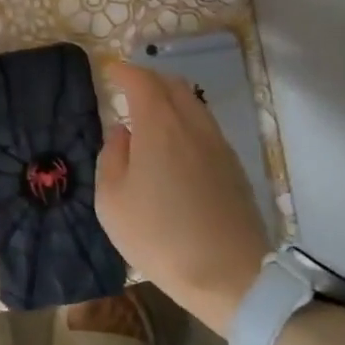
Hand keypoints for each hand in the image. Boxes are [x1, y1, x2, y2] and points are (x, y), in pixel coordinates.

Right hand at [95, 61, 270, 334]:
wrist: (228, 274)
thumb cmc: (158, 236)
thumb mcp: (112, 201)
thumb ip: (112, 157)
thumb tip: (121, 132)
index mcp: (160, 126)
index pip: (142, 82)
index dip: (125, 72)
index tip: (111, 70)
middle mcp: (193, 125)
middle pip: (173, 85)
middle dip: (149, 79)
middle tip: (128, 88)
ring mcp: (218, 144)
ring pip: (193, 104)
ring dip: (170, 99)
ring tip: (150, 114)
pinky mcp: (233, 166)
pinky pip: (205, 126)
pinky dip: (186, 120)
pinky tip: (175, 144)